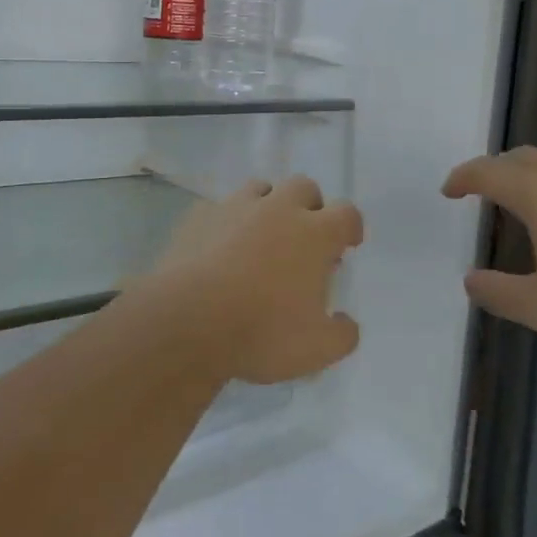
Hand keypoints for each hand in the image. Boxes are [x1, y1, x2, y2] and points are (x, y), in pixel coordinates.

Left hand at [139, 177, 363, 384]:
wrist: (187, 321)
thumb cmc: (261, 332)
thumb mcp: (317, 349)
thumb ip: (342, 335)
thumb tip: (346, 323)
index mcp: (313, 234)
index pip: (346, 213)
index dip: (350, 226)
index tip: (347, 244)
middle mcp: (277, 209)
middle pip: (304, 187)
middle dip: (310, 206)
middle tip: (304, 237)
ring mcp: (234, 208)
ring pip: (260, 188)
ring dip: (267, 206)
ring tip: (261, 238)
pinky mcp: (198, 216)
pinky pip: (218, 208)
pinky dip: (226, 223)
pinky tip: (219, 247)